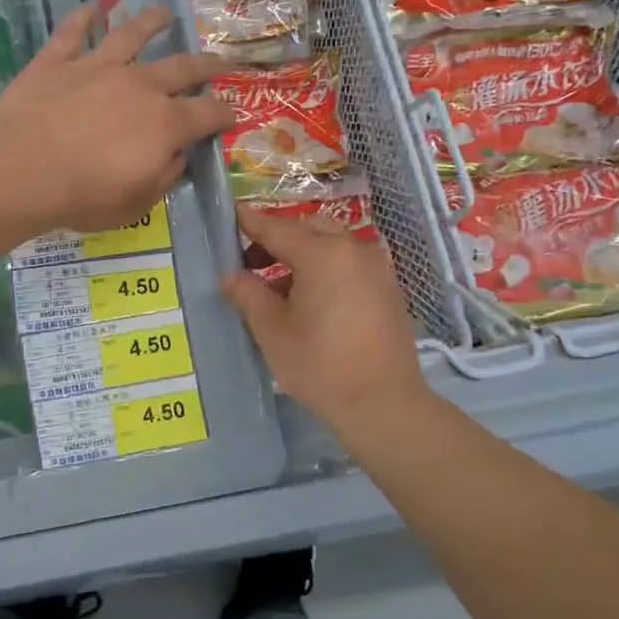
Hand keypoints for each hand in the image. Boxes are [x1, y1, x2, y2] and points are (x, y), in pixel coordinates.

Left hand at [0, 6, 235, 233]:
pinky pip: (71, 32)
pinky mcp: (57, 62)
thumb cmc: (83, 196)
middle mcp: (138, 85)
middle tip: (218, 61)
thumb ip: (163, 178)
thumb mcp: (137, 203)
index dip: (223, 114)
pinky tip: (90, 7)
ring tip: (163, 13)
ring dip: (150, 22)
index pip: (207, 114)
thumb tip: (177, 158)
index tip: (231, 115)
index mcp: (165, 123)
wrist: (21, 169)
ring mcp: (96, 67)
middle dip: (204, 65)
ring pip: (131, 35)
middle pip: (181, 67)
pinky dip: (82, 17)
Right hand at [223, 205, 434, 433]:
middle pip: (308, 229)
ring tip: (275, 286)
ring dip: (302, 255)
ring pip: (331, 246)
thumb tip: (232, 277)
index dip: (250, 222)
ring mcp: (376, 269)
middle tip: (250, 261)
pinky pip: (349, 264)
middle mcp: (353, 250)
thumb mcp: (272, 330)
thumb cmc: (320, 364)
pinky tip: (308, 300)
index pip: (277, 228)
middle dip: (278, 238)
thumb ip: (248, 295)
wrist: (383, 403)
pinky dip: (325, 269)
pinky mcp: (387, 289)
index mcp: (322, 253)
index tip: (231, 215)